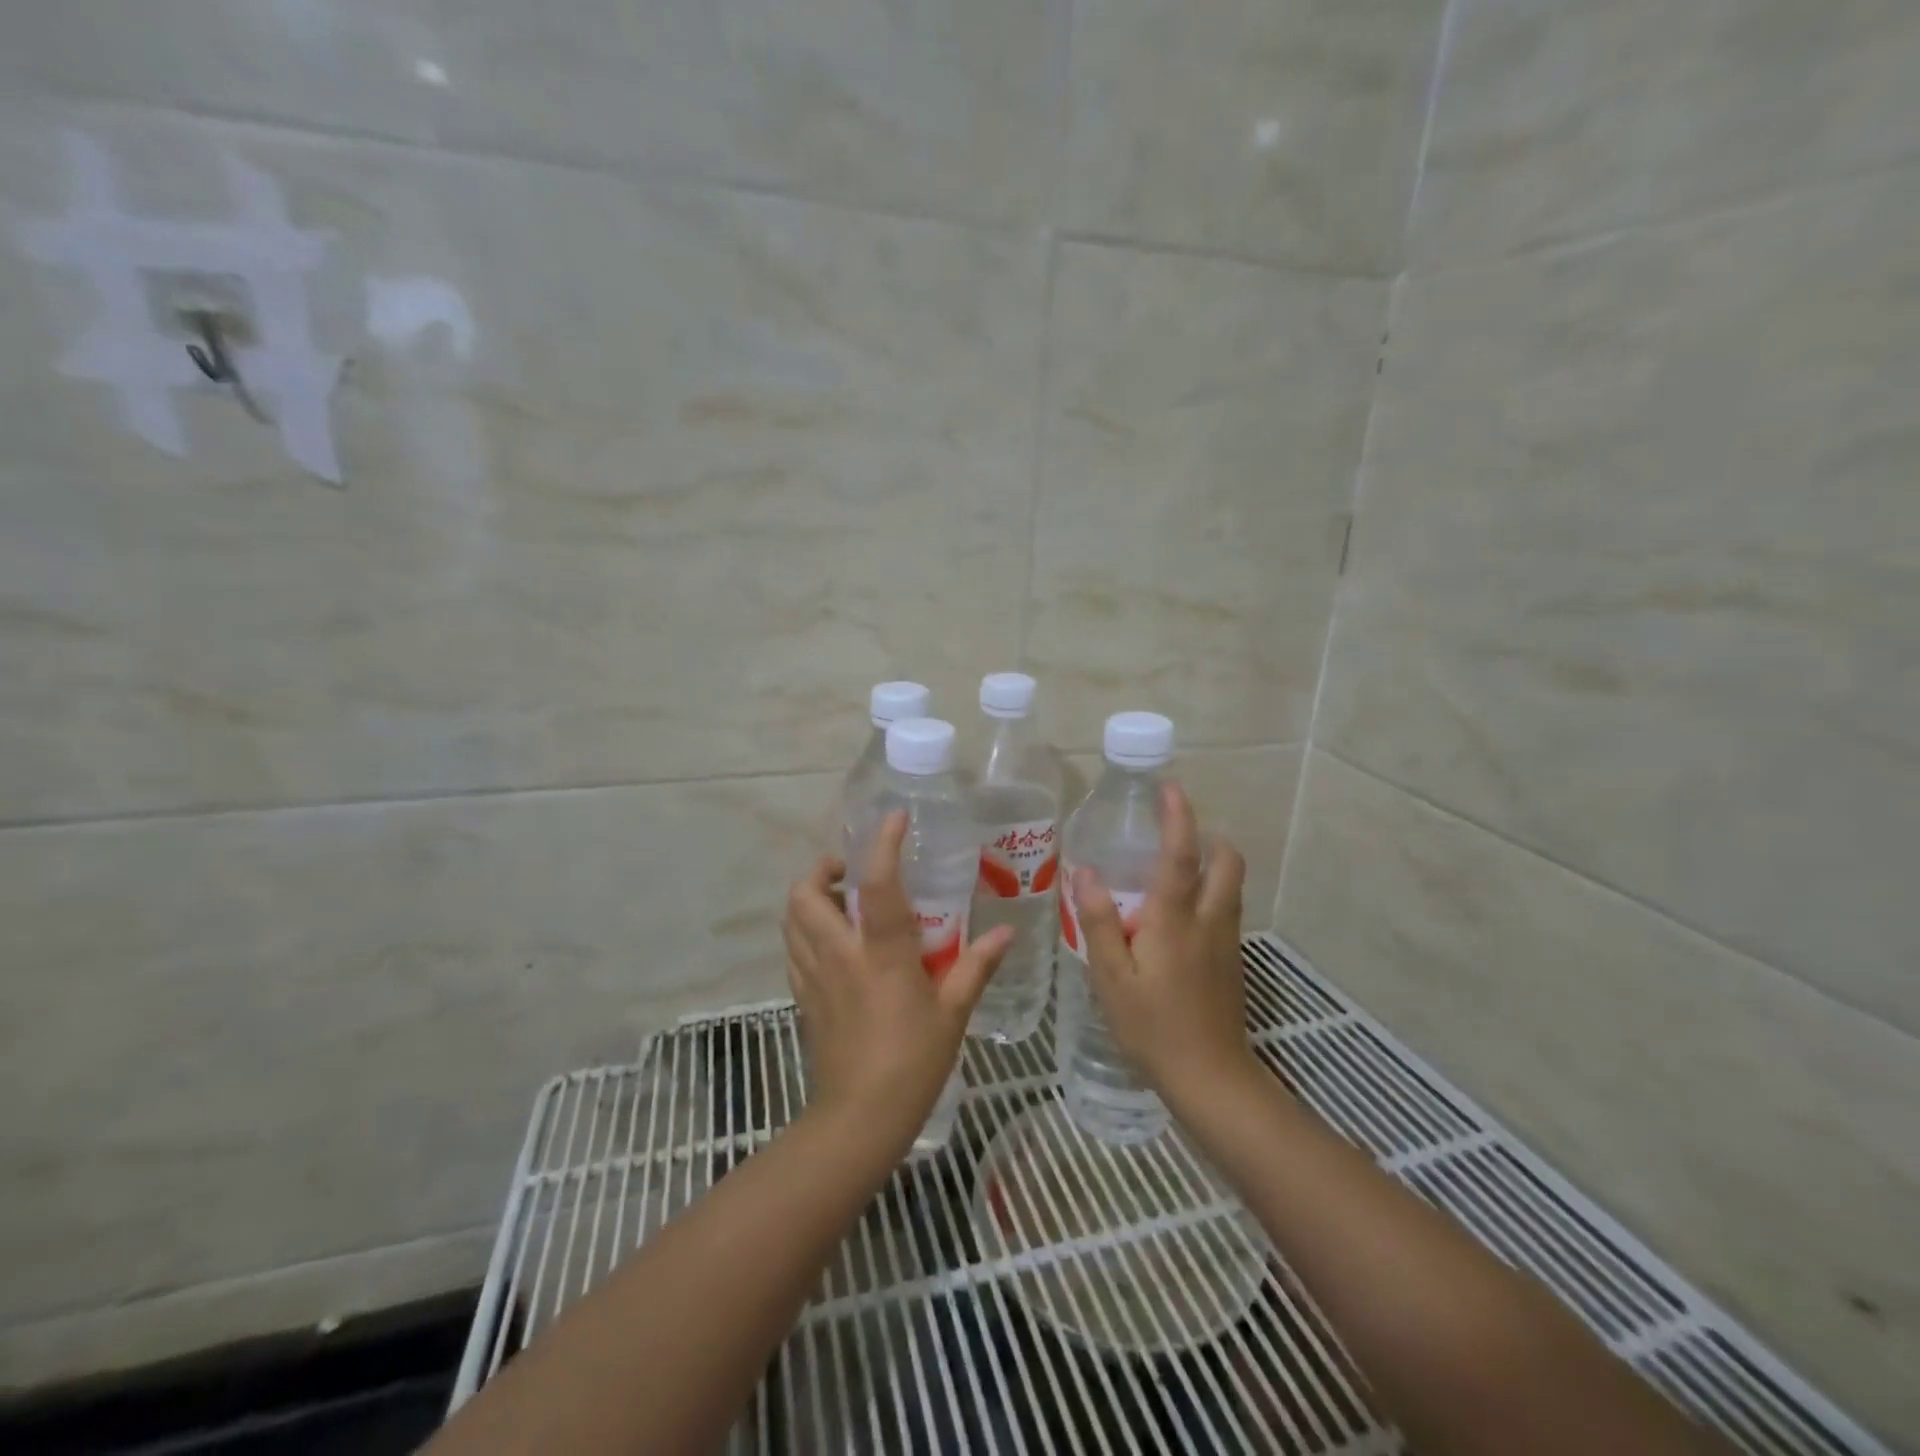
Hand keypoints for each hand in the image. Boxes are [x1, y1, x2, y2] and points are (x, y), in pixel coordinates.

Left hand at [781, 811, 1013, 1154]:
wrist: (859, 1118)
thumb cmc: (913, 1062)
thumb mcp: (953, 1012)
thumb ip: (977, 966)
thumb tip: (1006, 934)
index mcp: (881, 953)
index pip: (878, 885)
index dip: (883, 844)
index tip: (894, 818)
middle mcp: (839, 954)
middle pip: (805, 893)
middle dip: (821, 869)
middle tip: (850, 873)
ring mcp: (813, 975)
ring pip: (790, 918)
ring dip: (808, 898)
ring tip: (840, 903)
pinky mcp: (802, 997)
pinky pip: (792, 949)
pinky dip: (804, 932)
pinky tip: (832, 945)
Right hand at [1072, 782, 1252, 1099]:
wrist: (1211, 1079)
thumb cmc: (1153, 1027)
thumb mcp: (1111, 977)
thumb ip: (1100, 921)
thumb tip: (1086, 872)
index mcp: (1175, 918)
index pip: (1181, 854)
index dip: (1177, 816)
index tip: (1170, 788)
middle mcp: (1209, 920)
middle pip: (1227, 861)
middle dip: (1209, 836)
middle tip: (1174, 834)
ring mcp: (1226, 941)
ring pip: (1231, 885)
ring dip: (1213, 863)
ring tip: (1174, 869)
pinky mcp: (1232, 962)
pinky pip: (1226, 909)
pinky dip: (1211, 892)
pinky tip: (1179, 917)